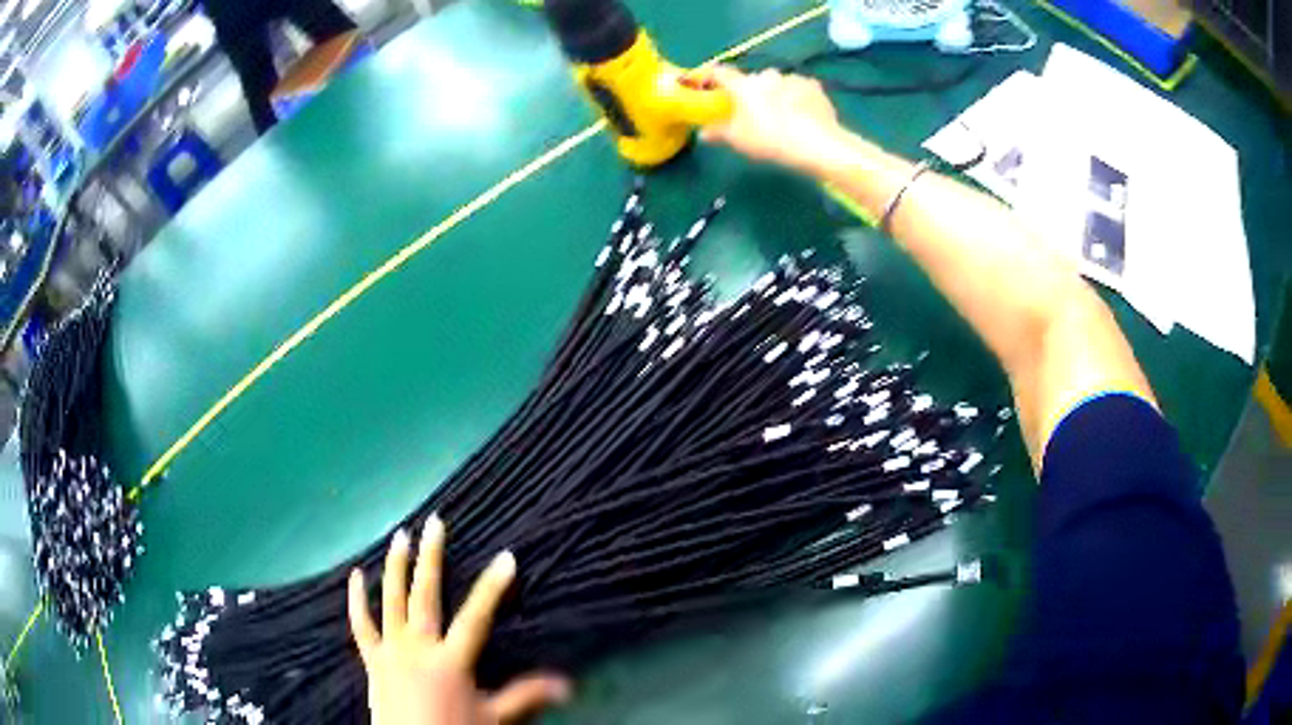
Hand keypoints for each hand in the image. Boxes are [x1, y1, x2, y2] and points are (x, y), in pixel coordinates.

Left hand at [349, 516, 570, 724]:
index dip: (492, 587)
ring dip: (396, 567)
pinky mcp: (371, 658)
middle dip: (432, 558)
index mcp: (451, 660)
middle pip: (425, 596)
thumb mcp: (493, 717)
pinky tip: (356, 574)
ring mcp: (390, 650)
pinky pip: (361, 624)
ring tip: (400, 535)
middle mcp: (418, 647)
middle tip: (435, 523)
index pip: (476, 617)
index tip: (506, 557)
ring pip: (391, 600)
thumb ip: (525, 695)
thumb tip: (569, 684)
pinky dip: (356, 598)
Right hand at [698, 66, 843, 172]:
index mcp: (744, 85)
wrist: (817, 144)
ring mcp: (792, 78)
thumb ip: (718, 132)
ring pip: (778, 83)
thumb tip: (702, 133)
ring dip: (776, 93)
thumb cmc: (770, 140)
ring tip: (783, 116)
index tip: (710, 85)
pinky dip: (797, 97)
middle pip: (753, 79)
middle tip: (754, 111)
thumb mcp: (739, 140)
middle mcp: (766, 75)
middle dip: (751, 91)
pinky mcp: (814, 86)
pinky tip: (802, 114)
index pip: (721, 72)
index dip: (712, 76)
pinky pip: (800, 88)